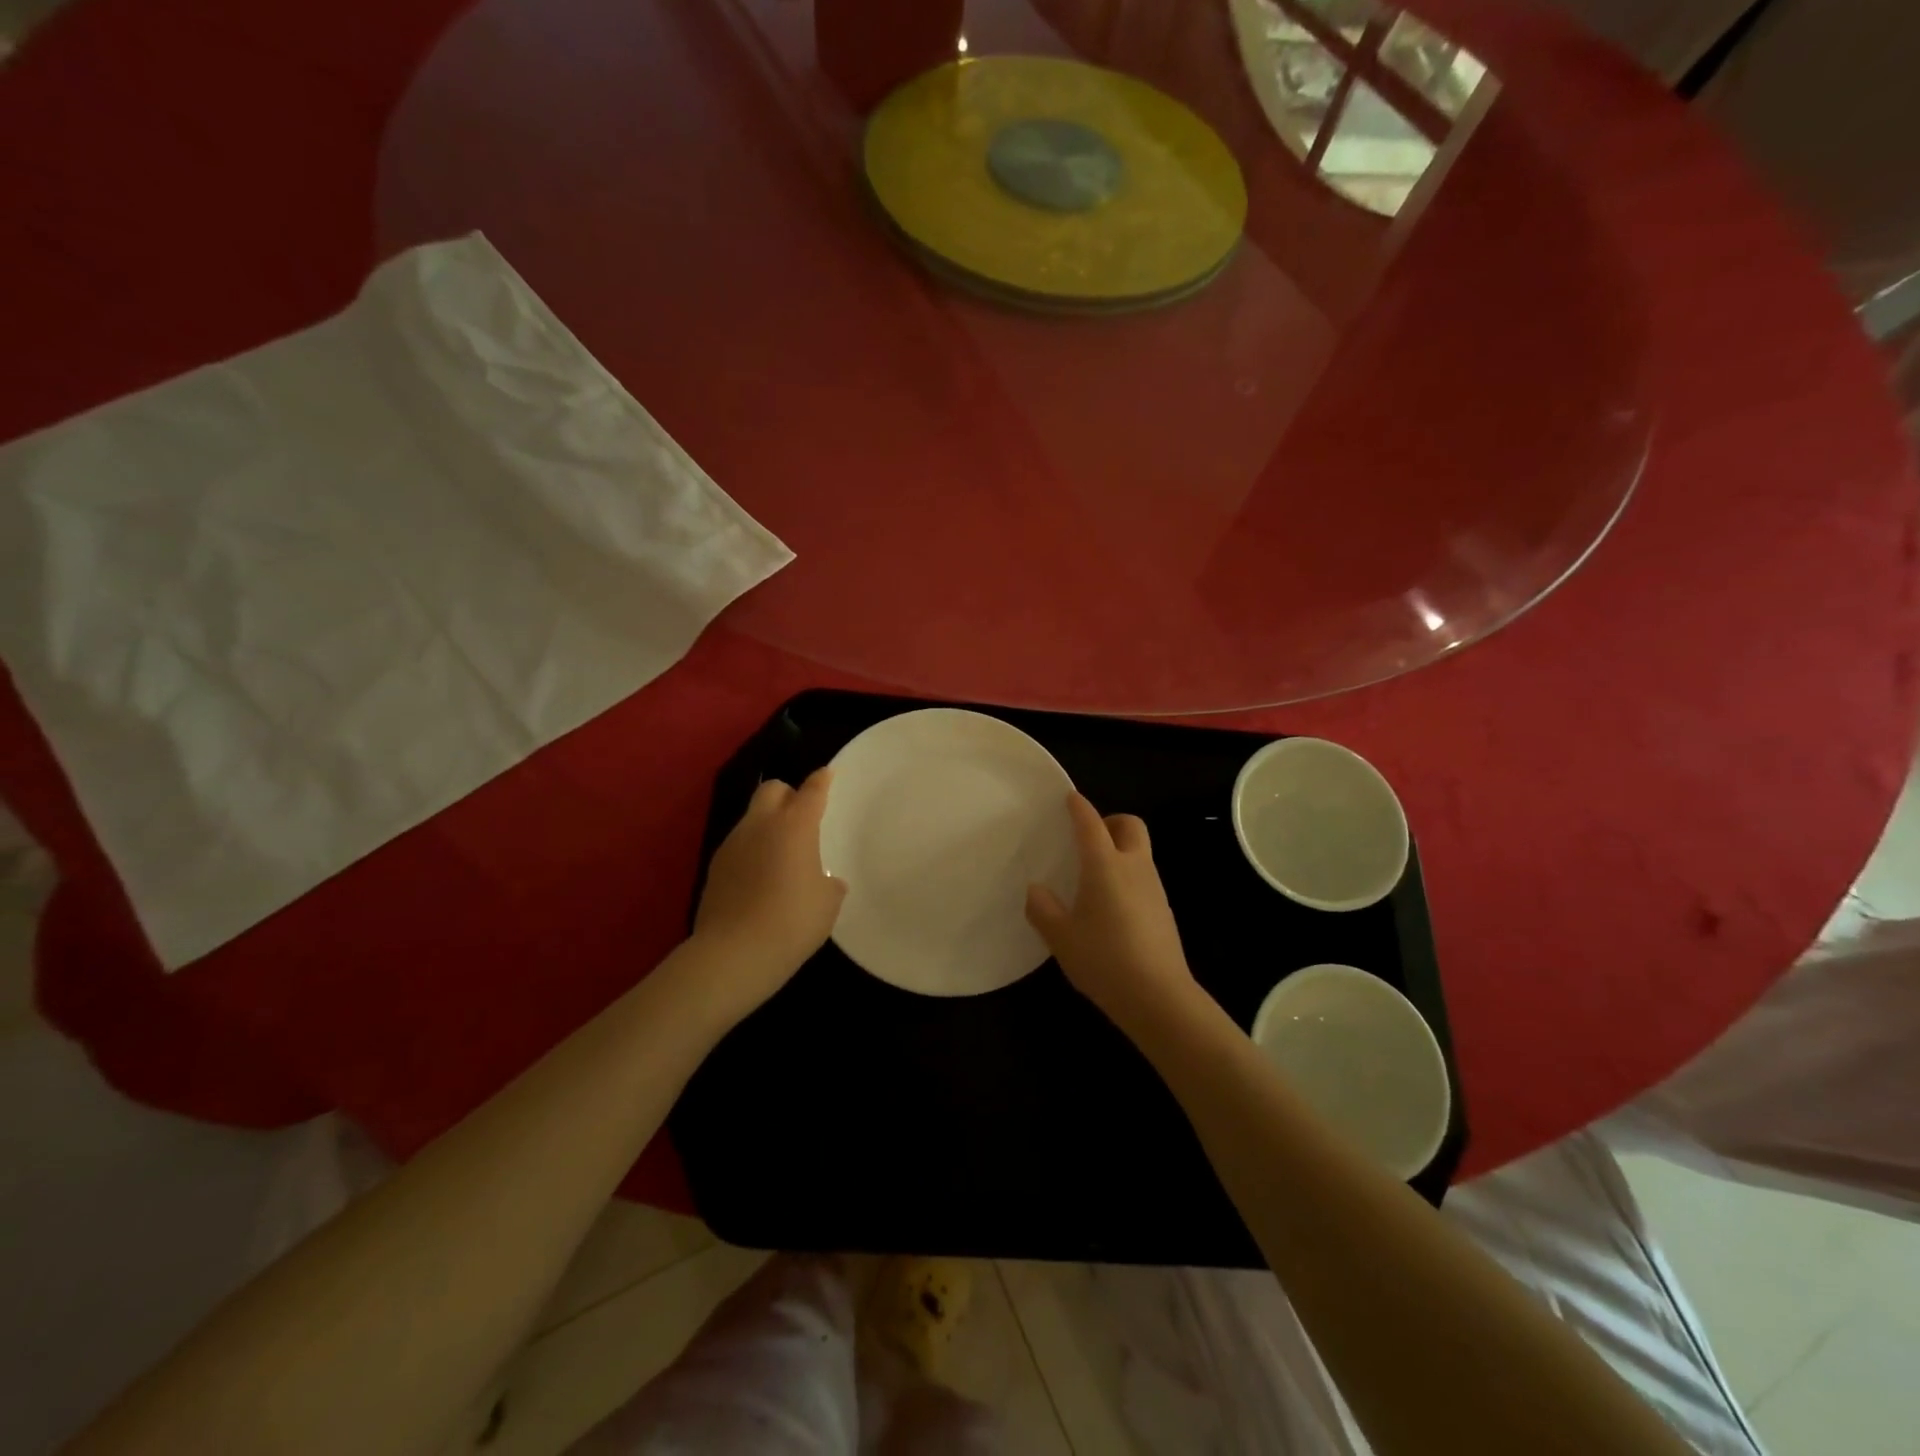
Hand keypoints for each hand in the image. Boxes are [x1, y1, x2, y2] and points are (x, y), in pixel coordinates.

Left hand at [692, 769, 845, 1009]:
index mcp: (795, 826)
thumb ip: (829, 883)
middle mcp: (760, 825)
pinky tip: (760, 878)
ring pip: (752, 818)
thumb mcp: (827, 903)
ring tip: (781, 854)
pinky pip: (739, 846)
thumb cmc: (793, 922)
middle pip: (772, 789)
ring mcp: (732, 845)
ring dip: (768, 825)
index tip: (827, 774)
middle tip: (801, 816)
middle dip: (788, 794)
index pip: (811, 790)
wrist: (733, 954)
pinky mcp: (715, 867)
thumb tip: (825, 882)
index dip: (822, 780)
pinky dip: (752, 851)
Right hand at [1026, 793, 1200, 1034]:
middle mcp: (1134, 867)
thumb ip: (1043, 910)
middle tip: (1089, 839)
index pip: (1091, 824)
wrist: (1159, 997)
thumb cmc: (1104, 960)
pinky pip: (1143, 877)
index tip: (1070, 798)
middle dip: (1111, 822)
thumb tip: (1036, 890)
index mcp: (1105, 866)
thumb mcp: (1061, 938)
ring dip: (1120, 850)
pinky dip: (1128, 876)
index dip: (1079, 808)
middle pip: (1130, 826)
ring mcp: (1154, 888)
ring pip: (1140, 852)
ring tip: (1094, 876)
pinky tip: (1111, 906)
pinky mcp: (1163, 910)